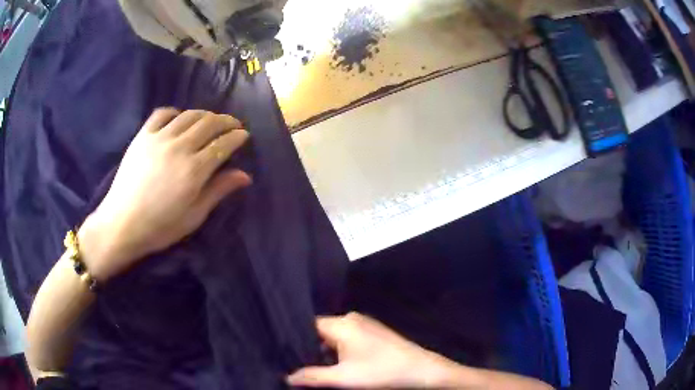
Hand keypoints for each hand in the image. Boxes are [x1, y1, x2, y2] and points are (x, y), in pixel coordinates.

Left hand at [78, 108, 251, 280]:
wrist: (123, 223)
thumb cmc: (160, 226)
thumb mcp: (194, 215)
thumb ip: (218, 190)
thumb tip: (245, 175)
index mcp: (194, 170)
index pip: (223, 144)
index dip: (237, 137)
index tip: (245, 135)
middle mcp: (179, 147)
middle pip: (209, 123)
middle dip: (226, 121)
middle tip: (234, 124)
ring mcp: (159, 138)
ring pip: (189, 115)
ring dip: (205, 114)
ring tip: (211, 119)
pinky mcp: (143, 135)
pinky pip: (162, 114)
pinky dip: (175, 112)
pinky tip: (179, 118)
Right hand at [287, 313, 459, 388]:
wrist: (420, 370)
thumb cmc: (380, 372)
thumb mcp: (343, 378)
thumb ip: (312, 377)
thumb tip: (288, 377)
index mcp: (342, 323)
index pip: (308, 326)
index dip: (297, 340)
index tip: (286, 354)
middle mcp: (352, 318)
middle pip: (321, 331)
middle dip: (311, 349)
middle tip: (300, 365)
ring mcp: (365, 324)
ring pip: (335, 336)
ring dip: (327, 352)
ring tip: (318, 368)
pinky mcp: (374, 332)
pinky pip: (348, 338)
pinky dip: (340, 350)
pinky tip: (341, 365)